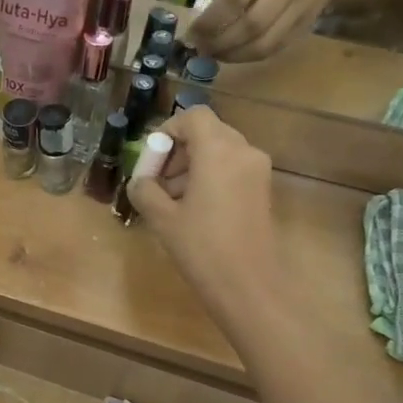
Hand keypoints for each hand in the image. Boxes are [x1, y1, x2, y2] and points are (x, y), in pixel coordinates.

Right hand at [126, 106, 279, 315]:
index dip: (168, 130)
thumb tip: (141, 181)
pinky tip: (193, 210)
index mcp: (218, 151)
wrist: (248, 285)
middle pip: (207, 133)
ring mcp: (258, 171)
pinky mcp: (262, 190)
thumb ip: (145, 190)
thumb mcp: (162, 218)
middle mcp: (243, 151)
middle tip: (157, 182)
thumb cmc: (201, 248)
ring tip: (171, 201)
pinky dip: (210, 178)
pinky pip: (231, 169)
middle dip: (178, 151)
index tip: (151, 158)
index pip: (193, 117)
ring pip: (219, 151)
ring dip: (192, 166)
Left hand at [189, 0, 356, 62]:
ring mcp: (304, 7)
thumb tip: (204, 22)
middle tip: (199, 49)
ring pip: (264, 43)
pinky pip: (276, 48)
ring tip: (213, 55)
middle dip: (219, 43)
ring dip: (233, 55)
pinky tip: (234, 55)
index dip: (209, 21)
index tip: (190, 33)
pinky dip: (250, 57)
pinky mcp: (309, 24)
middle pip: (250, 25)